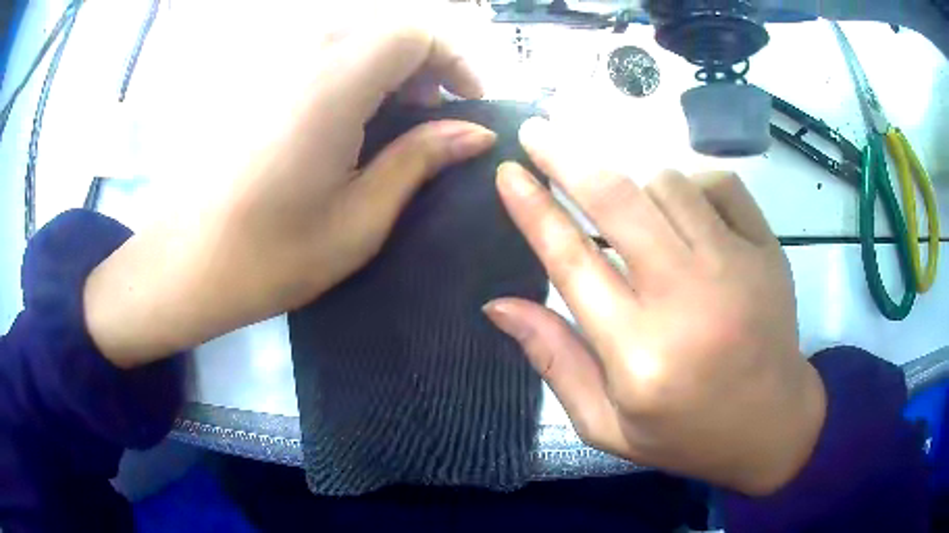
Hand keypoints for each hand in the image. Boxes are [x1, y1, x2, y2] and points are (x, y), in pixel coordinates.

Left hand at [84, 27, 495, 367]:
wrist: (185, 265)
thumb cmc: (271, 255)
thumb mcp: (361, 218)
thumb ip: (421, 159)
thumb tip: (476, 132)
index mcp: (334, 82)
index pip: (415, 33)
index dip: (454, 61)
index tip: (466, 104)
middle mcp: (302, 54)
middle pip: (385, 30)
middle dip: (422, 66)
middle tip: (429, 120)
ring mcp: (271, 63)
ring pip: (352, 39)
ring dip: (385, 70)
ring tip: (388, 123)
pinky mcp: (254, 79)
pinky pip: (318, 54)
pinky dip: (349, 73)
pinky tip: (342, 121)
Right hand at [484, 118, 826, 495]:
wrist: (772, 424)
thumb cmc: (685, 433)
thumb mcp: (606, 424)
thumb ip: (555, 361)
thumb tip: (499, 304)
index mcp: (638, 354)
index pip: (570, 260)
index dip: (532, 208)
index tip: (507, 171)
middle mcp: (686, 300)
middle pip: (617, 201)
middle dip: (566, 157)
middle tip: (538, 131)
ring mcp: (735, 267)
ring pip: (668, 182)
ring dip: (634, 181)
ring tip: (628, 203)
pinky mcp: (767, 250)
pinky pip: (719, 183)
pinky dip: (691, 183)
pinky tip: (685, 209)